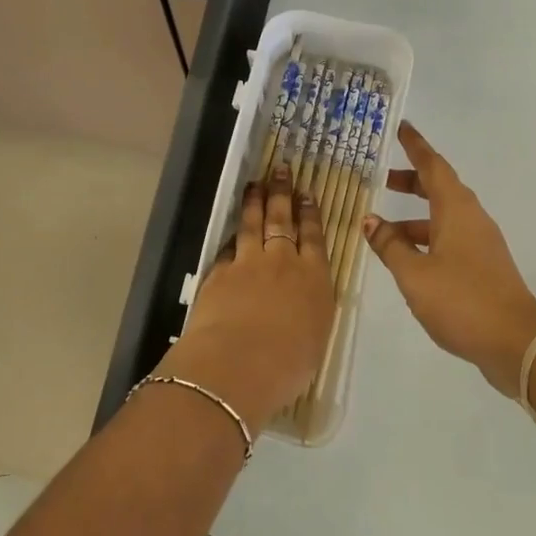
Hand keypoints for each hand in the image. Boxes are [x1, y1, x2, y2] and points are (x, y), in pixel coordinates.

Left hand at [158, 167, 336, 428]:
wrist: (238, 364)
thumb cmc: (288, 364)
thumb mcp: (315, 340)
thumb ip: (310, 312)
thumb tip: (303, 303)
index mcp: (315, 280)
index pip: (314, 237)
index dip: (310, 213)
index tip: (306, 194)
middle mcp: (283, 263)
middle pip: (283, 220)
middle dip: (282, 193)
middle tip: (280, 170)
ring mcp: (249, 264)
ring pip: (253, 224)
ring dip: (254, 202)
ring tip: (255, 184)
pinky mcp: (220, 272)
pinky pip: (228, 247)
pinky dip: (232, 237)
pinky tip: (232, 232)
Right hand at [364, 123, 535, 393]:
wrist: (517, 343)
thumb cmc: (462, 300)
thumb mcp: (414, 274)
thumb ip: (390, 245)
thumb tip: (371, 220)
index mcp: (456, 209)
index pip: (433, 166)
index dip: (416, 146)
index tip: (402, 127)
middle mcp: (471, 218)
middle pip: (439, 188)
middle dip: (411, 181)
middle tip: (382, 179)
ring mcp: (480, 243)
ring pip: (443, 217)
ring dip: (414, 216)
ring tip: (382, 229)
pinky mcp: (483, 266)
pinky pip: (449, 238)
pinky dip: (426, 238)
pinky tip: (407, 259)